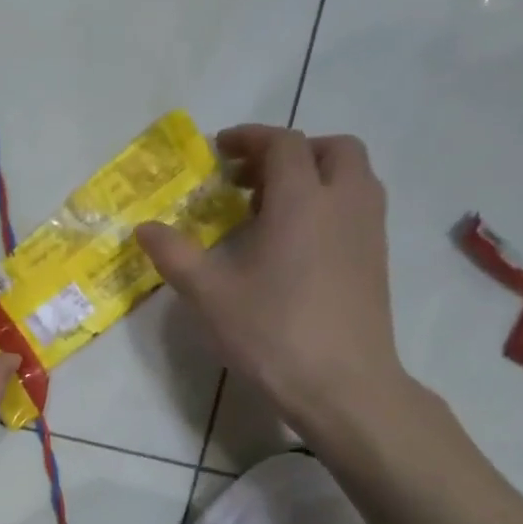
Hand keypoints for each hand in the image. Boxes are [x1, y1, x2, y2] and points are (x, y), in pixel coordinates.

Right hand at [137, 125, 407, 434]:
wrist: (343, 385)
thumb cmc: (272, 334)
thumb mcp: (210, 295)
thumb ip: (175, 255)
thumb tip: (144, 228)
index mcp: (302, 201)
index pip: (283, 144)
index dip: (250, 138)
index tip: (221, 149)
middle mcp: (344, 203)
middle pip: (331, 148)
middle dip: (291, 151)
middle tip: (252, 178)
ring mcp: (369, 231)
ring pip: (353, 176)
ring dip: (315, 174)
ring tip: (273, 207)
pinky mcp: (378, 259)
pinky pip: (358, 206)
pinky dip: (330, 202)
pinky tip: (298, 243)